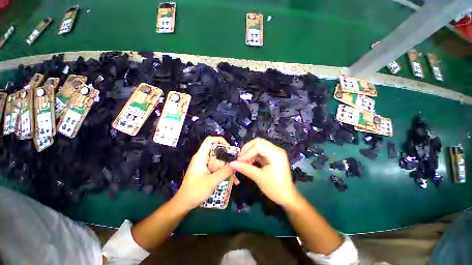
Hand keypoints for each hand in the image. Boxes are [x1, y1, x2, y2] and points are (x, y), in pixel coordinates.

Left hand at [174, 136, 235, 210]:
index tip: (229, 148)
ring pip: (219, 160)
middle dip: (227, 155)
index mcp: (201, 157)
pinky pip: (218, 167)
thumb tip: (236, 164)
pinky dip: (225, 172)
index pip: (209, 140)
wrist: (184, 204)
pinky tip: (233, 181)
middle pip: (216, 150)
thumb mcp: (211, 182)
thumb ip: (224, 172)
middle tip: (236, 161)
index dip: (220, 140)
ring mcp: (205, 165)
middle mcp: (203, 158)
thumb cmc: (195, 192)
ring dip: (228, 166)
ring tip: (237, 174)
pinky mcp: (207, 171)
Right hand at [229, 138, 298, 207]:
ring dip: (249, 152)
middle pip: (258, 142)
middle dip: (247, 149)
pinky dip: (252, 155)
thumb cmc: (275, 188)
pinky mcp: (272, 155)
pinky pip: (260, 151)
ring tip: (243, 161)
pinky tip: (248, 162)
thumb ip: (245, 168)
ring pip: (258, 145)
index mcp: (276, 154)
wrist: (287, 197)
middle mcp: (276, 150)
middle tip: (239, 158)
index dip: (247, 152)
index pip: (259, 146)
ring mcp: (274, 152)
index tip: (239, 160)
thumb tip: (232, 163)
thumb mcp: (259, 178)